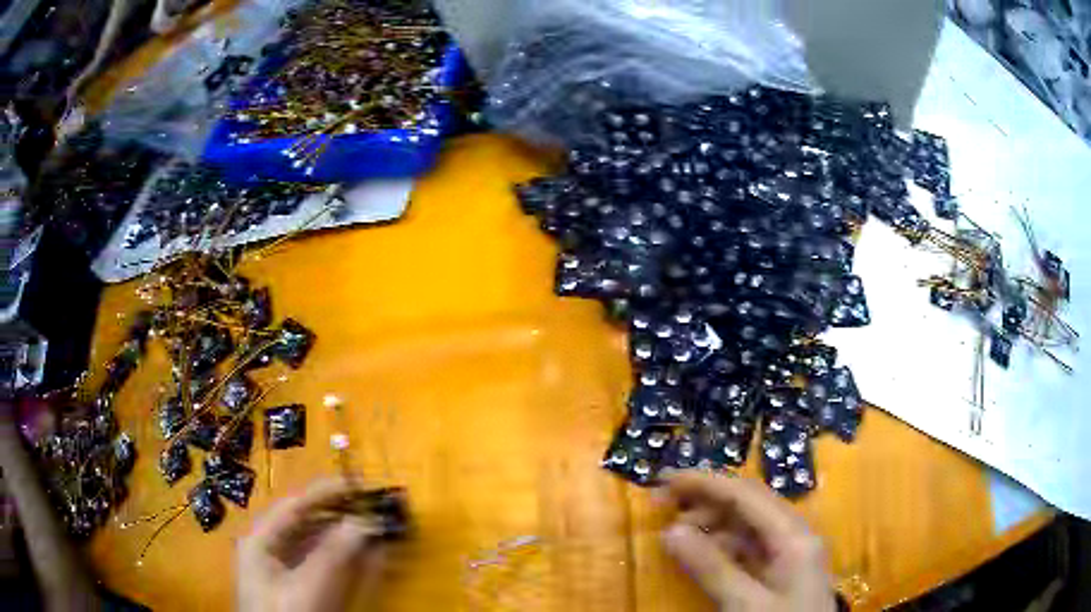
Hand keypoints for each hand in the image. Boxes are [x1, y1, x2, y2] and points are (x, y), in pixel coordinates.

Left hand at [237, 478, 384, 611]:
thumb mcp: (308, 589)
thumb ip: (334, 554)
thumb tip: (364, 521)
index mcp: (261, 540)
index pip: (296, 505)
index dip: (328, 492)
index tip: (362, 484)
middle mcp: (270, 548)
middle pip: (307, 521)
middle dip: (342, 513)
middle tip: (376, 507)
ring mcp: (285, 570)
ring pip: (318, 542)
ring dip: (348, 535)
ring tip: (378, 528)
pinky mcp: (301, 588)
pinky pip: (325, 564)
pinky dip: (347, 558)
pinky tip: (370, 556)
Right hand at [660, 471, 836, 611]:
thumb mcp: (744, 604)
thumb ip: (711, 568)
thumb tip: (670, 531)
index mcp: (792, 535)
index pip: (746, 494)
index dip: (705, 482)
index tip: (665, 480)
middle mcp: (794, 534)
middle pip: (748, 504)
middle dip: (706, 500)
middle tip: (663, 507)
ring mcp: (791, 551)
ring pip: (748, 525)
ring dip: (712, 524)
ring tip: (677, 535)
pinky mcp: (783, 569)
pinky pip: (749, 546)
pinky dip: (722, 546)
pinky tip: (702, 556)